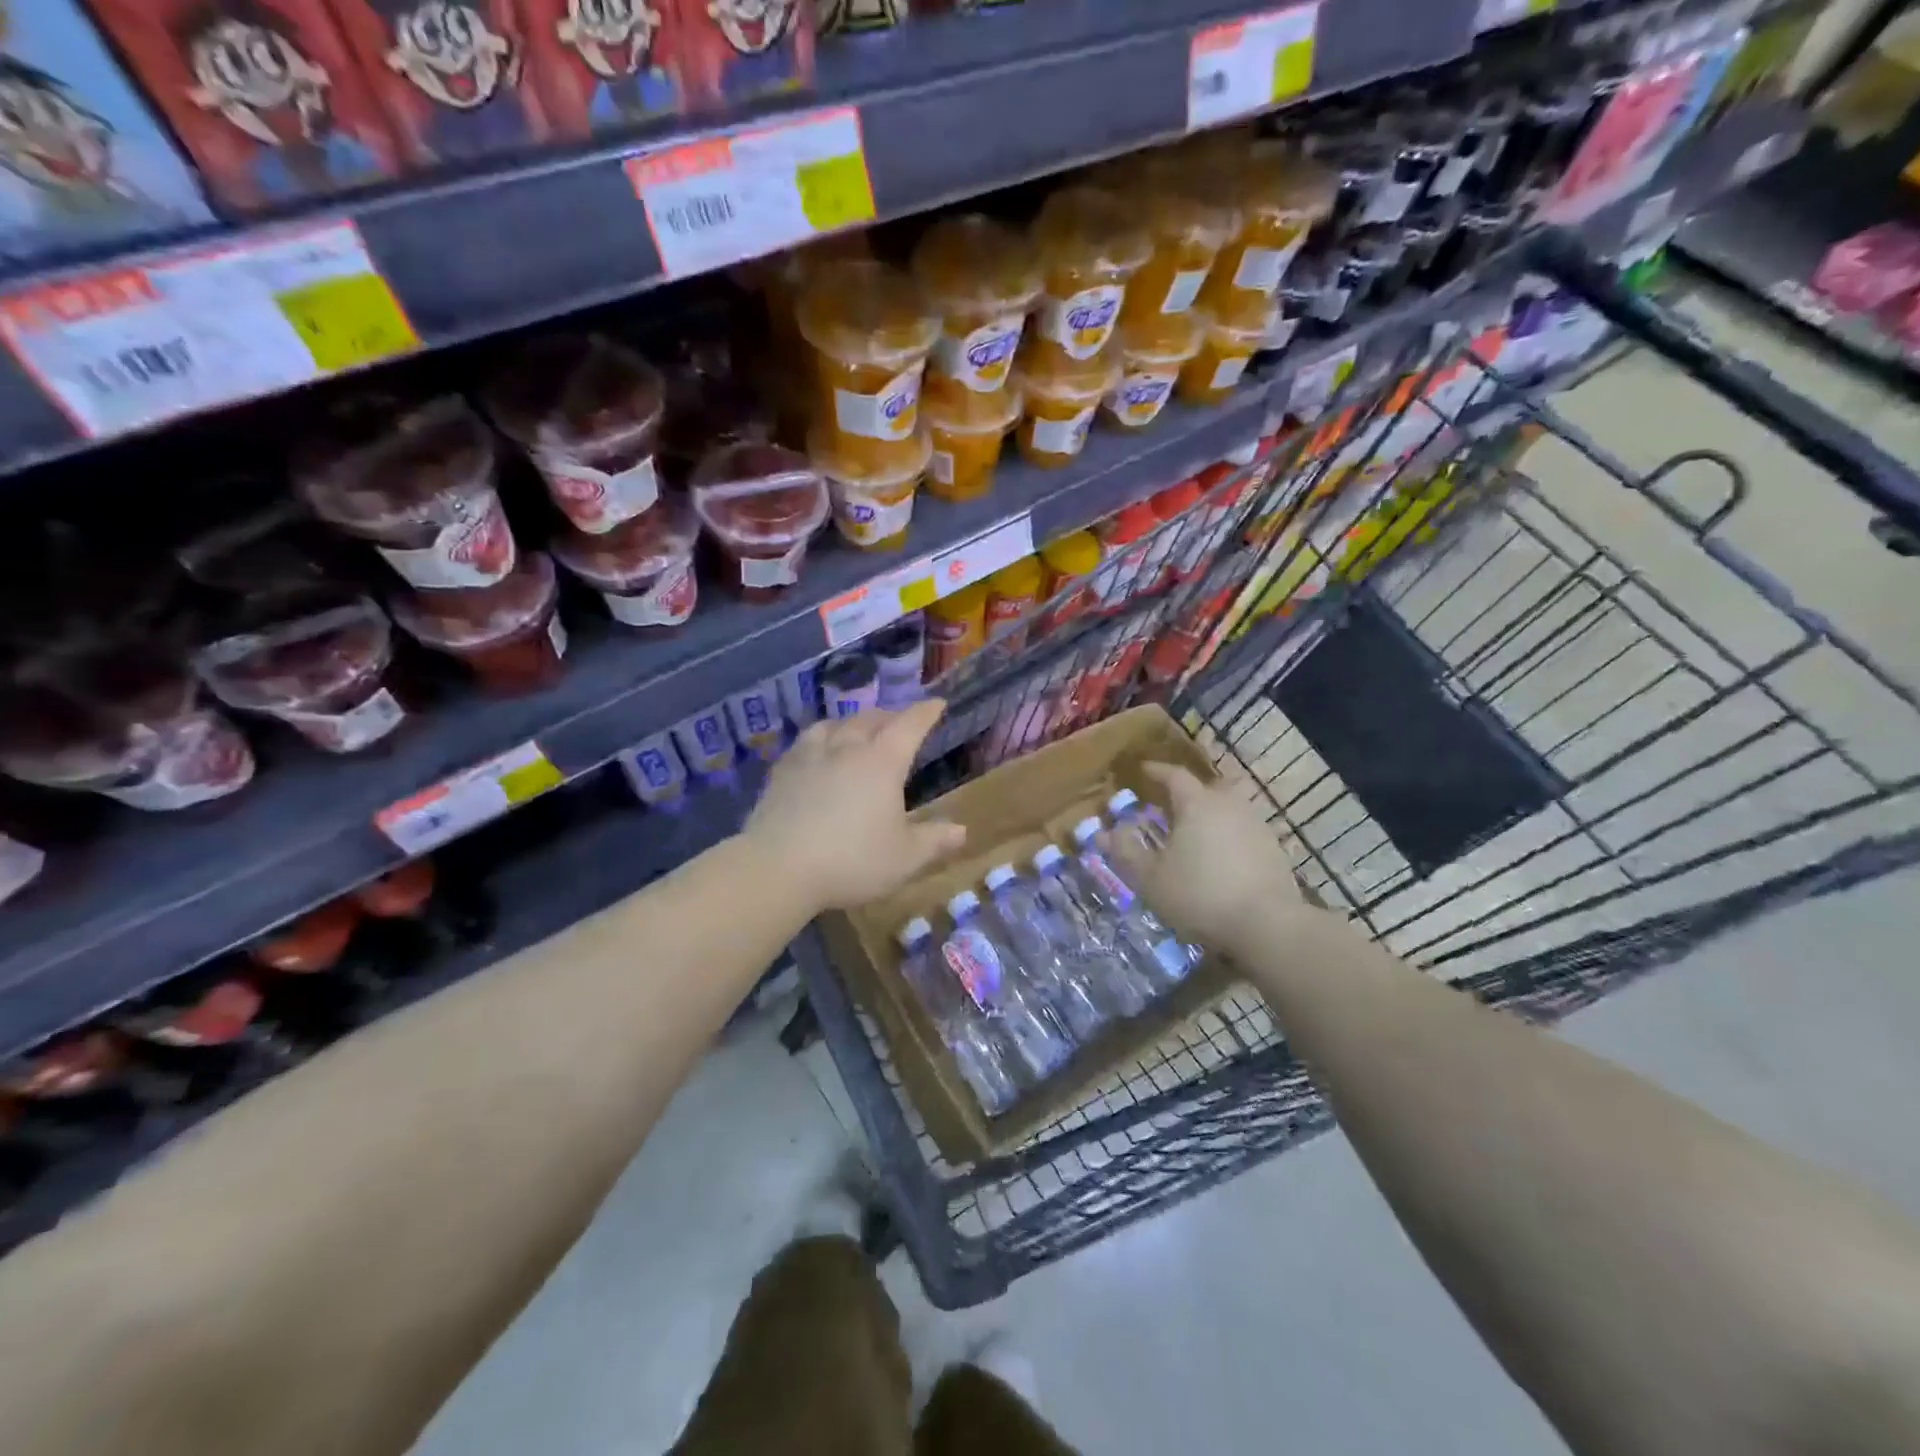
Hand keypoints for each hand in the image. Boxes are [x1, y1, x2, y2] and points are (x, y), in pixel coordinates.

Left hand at [744, 699, 965, 912]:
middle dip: (889, 716)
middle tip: (899, 721)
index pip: (909, 726)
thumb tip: (961, 830)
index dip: (925, 713)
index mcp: (882, 762)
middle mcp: (847, 748)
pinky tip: (816, 751)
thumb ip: (934, 840)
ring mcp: (809, 756)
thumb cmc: (852, 861)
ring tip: (855, 729)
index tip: (937, 704)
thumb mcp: (904, 858)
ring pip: (834, 724)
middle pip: (870, 719)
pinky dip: (820, 738)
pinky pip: (805, 742)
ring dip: (851, 722)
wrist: (778, 867)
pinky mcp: (781, 772)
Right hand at [1108, 762, 1313, 950]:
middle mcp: (1229, 805)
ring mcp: (1257, 826)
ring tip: (1194, 835)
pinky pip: (1243, 832)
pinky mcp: (1274, 850)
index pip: (1174, 775)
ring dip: (1209, 817)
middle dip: (1186, 794)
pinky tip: (1221, 860)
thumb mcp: (1151, 879)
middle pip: (1206, 789)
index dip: (1157, 771)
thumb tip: (1106, 833)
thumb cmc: (1200, 895)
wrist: (1268, 926)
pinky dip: (1228, 838)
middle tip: (1169, 806)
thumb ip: (1126, 853)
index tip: (1144, 770)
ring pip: (1227, 810)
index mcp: (1197, 804)